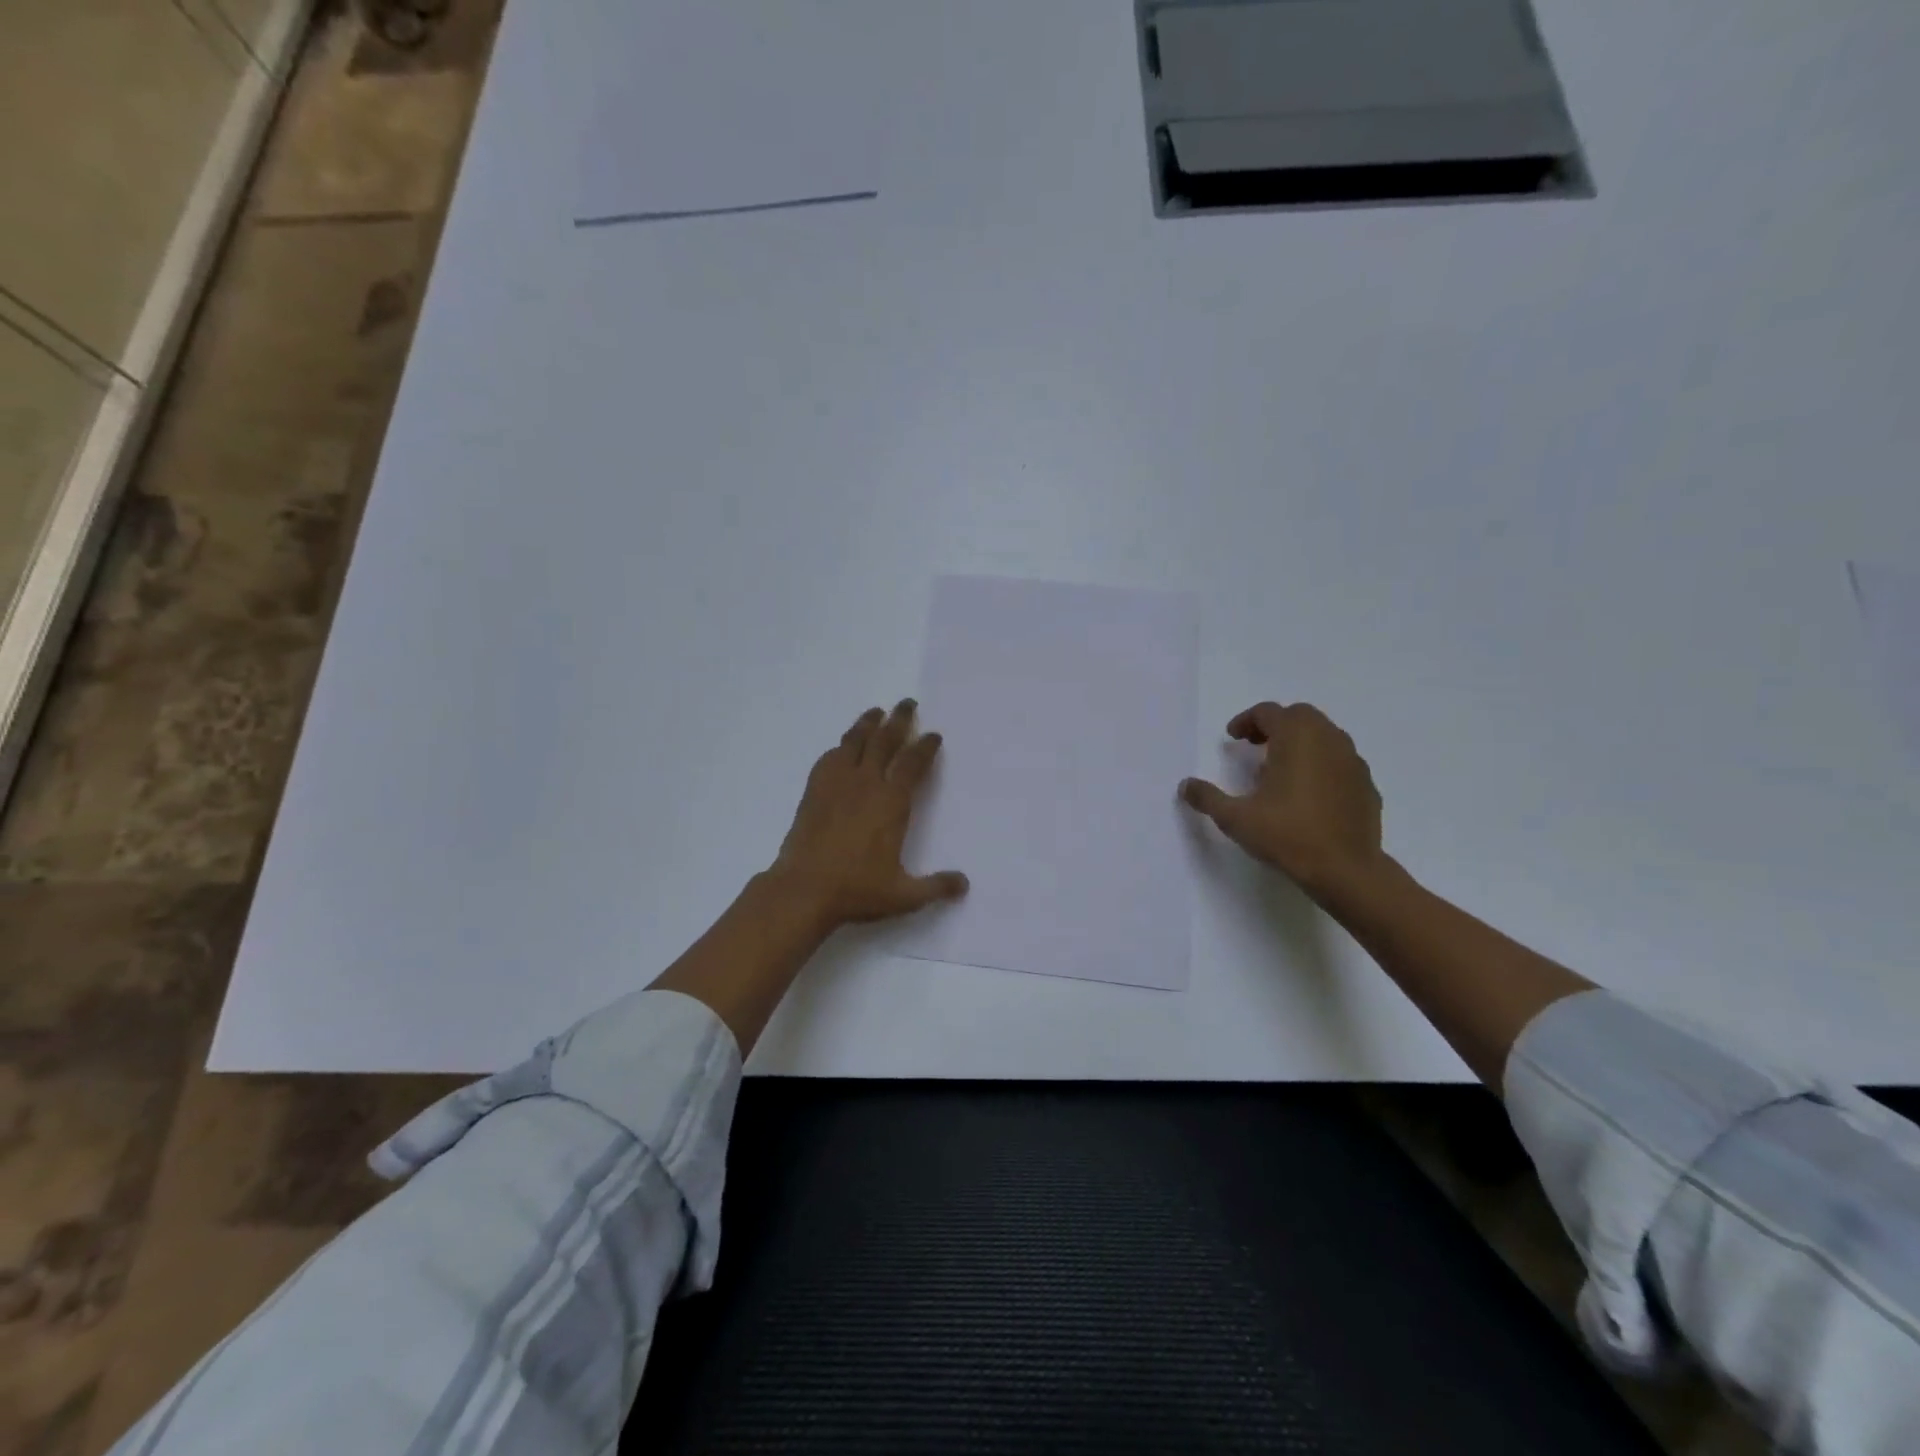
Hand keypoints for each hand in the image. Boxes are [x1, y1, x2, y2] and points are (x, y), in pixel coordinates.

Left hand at [769, 699, 968, 929]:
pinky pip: (829, 759)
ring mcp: (836, 784)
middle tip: (907, 703)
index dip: (925, 747)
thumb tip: (964, 884)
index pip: (912, 763)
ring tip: (876, 712)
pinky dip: (840, 747)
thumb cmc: (857, 890)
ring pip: (854, 742)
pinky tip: (842, 747)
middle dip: (898, 720)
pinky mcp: (813, 792)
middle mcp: (866, 784)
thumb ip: (935, 886)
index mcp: (891, 802)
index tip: (933, 735)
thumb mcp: (904, 895)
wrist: (803, 890)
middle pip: (884, 741)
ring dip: (867, 724)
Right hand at [1180, 702, 1385, 897]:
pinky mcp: (1366, 785)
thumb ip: (1208, 797)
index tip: (1233, 738)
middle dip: (1275, 725)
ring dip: (1300, 742)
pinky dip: (1321, 764)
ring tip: (1280, 769)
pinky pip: (1339, 762)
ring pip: (1324, 736)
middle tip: (1255, 745)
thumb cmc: (1287, 835)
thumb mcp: (1235, 818)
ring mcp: (1352, 762)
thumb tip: (1186, 785)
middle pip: (1300, 716)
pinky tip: (1308, 792)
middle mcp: (1328, 740)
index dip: (1246, 720)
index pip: (1269, 712)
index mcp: (1296, 738)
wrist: (1346, 870)